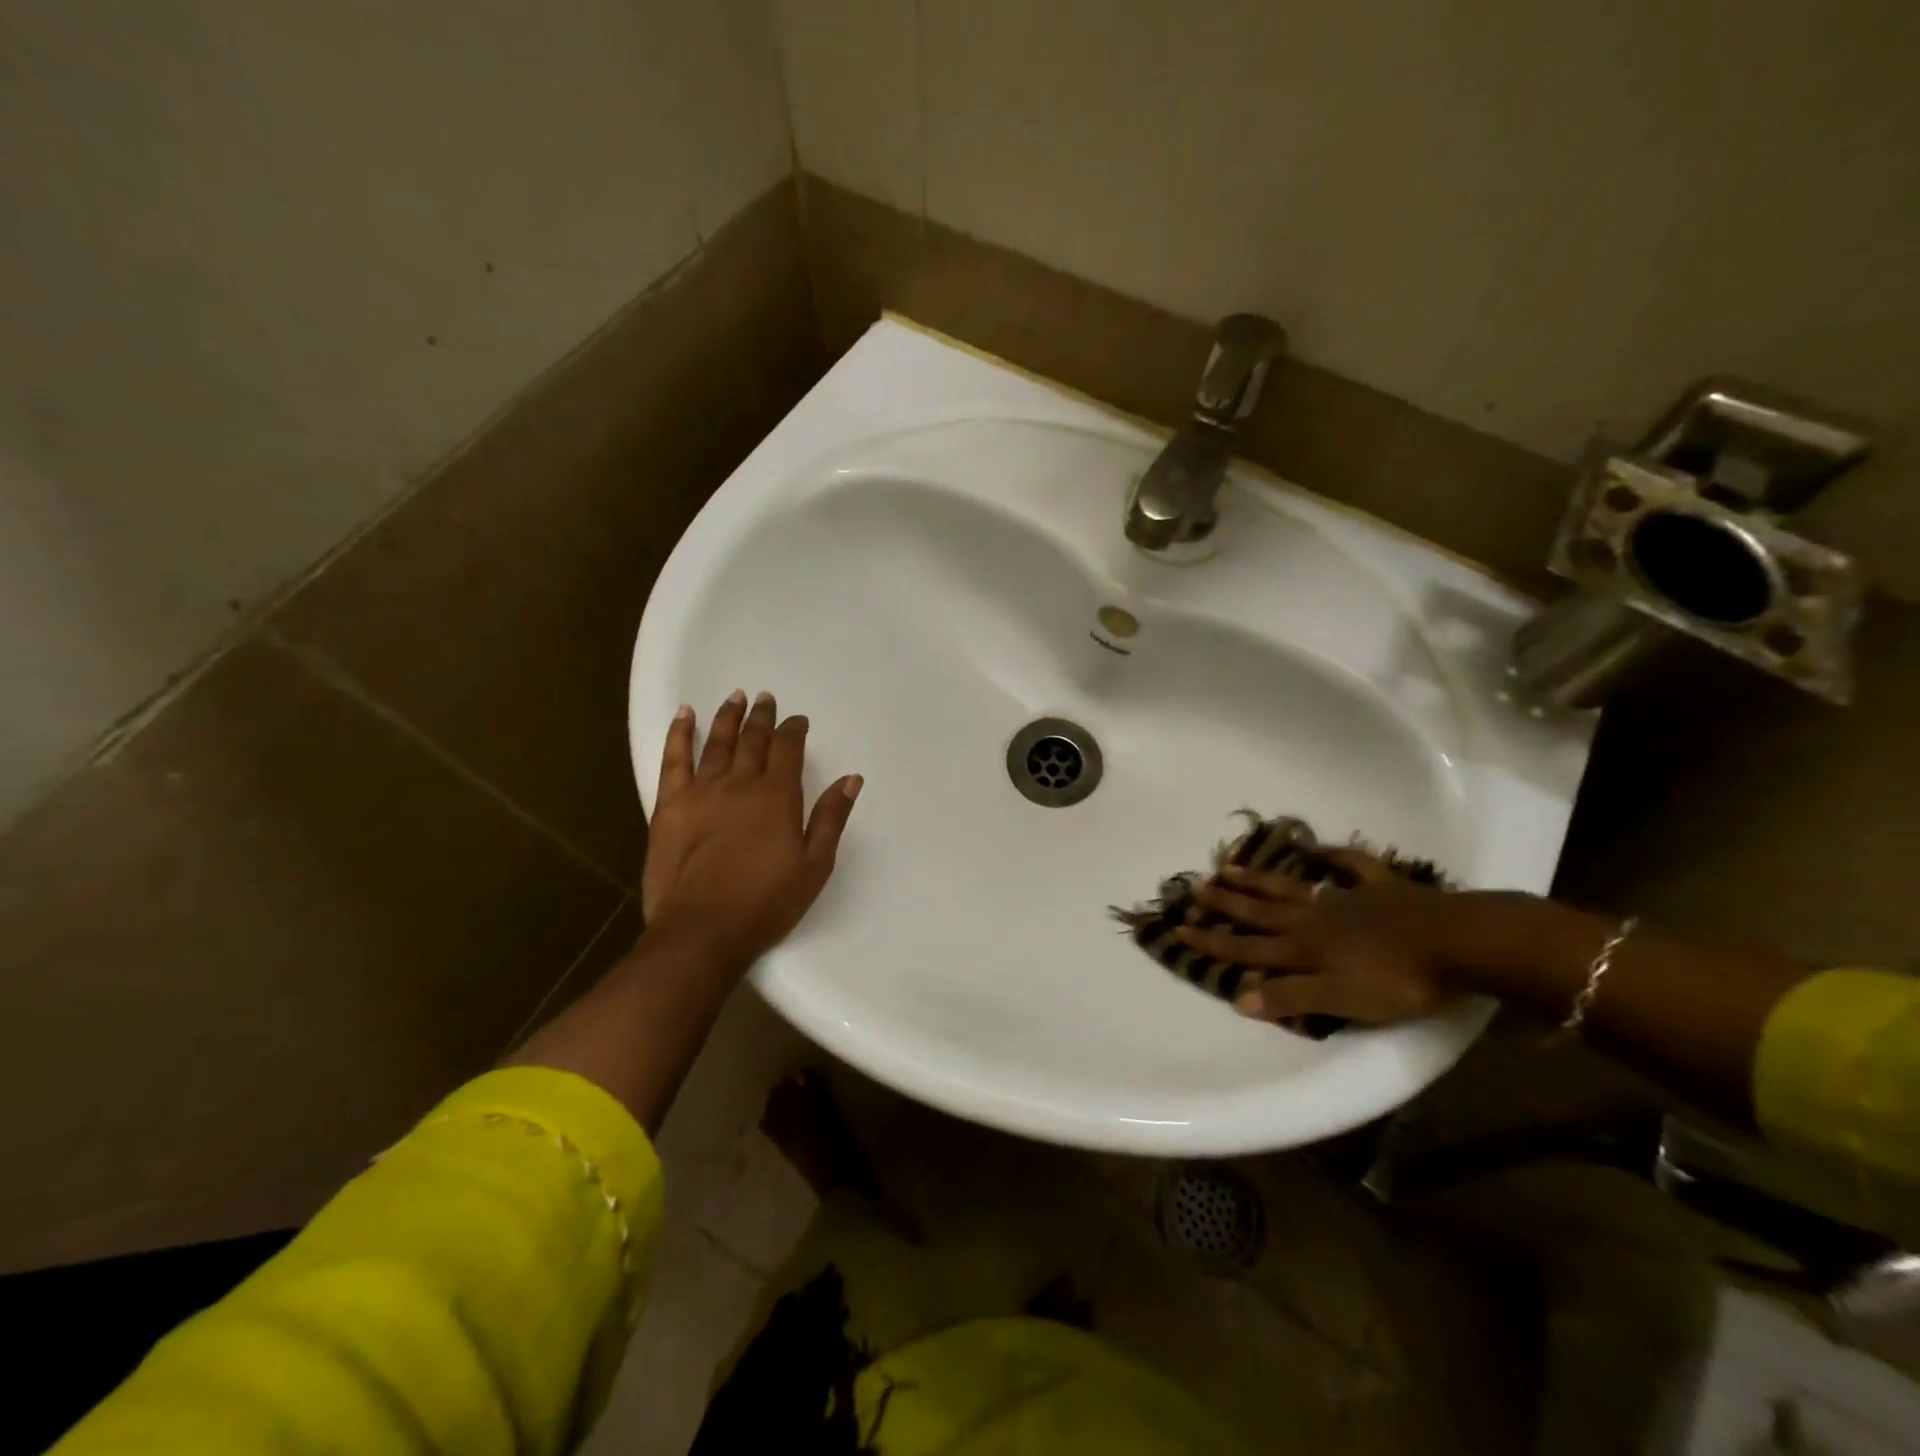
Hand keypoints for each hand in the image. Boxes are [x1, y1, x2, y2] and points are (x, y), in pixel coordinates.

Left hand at [642, 690, 860, 967]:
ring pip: (718, 742)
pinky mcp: (670, 805)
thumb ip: (830, 819)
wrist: (701, 932)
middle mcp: (740, 783)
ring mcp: (701, 791)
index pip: (788, 749)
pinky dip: (680, 734)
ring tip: (736, 696)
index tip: (798, 721)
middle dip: (763, 717)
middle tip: (766, 699)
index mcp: (777, 797)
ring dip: (729, 717)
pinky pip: (675, 760)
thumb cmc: (765, 903)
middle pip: (753, 740)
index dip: (794, 730)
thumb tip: (851, 779)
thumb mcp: (814, 866)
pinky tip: (685, 715)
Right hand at [1173, 850, 1460, 1023]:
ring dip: (1258, 879)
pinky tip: (1315, 849)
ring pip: (1290, 887)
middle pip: (1260, 912)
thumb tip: (1238, 999)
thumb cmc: (1397, 979)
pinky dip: (1331, 856)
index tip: (1179, 929)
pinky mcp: (1379, 887)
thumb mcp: (1340, 1000)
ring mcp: (1345, 898)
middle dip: (1225, 903)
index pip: (1248, 948)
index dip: (1214, 942)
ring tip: (1227, 867)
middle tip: (1193, 887)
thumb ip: (1290, 998)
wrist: (1457, 942)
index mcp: (1303, 949)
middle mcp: (1314, 919)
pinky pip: (1349, 866)